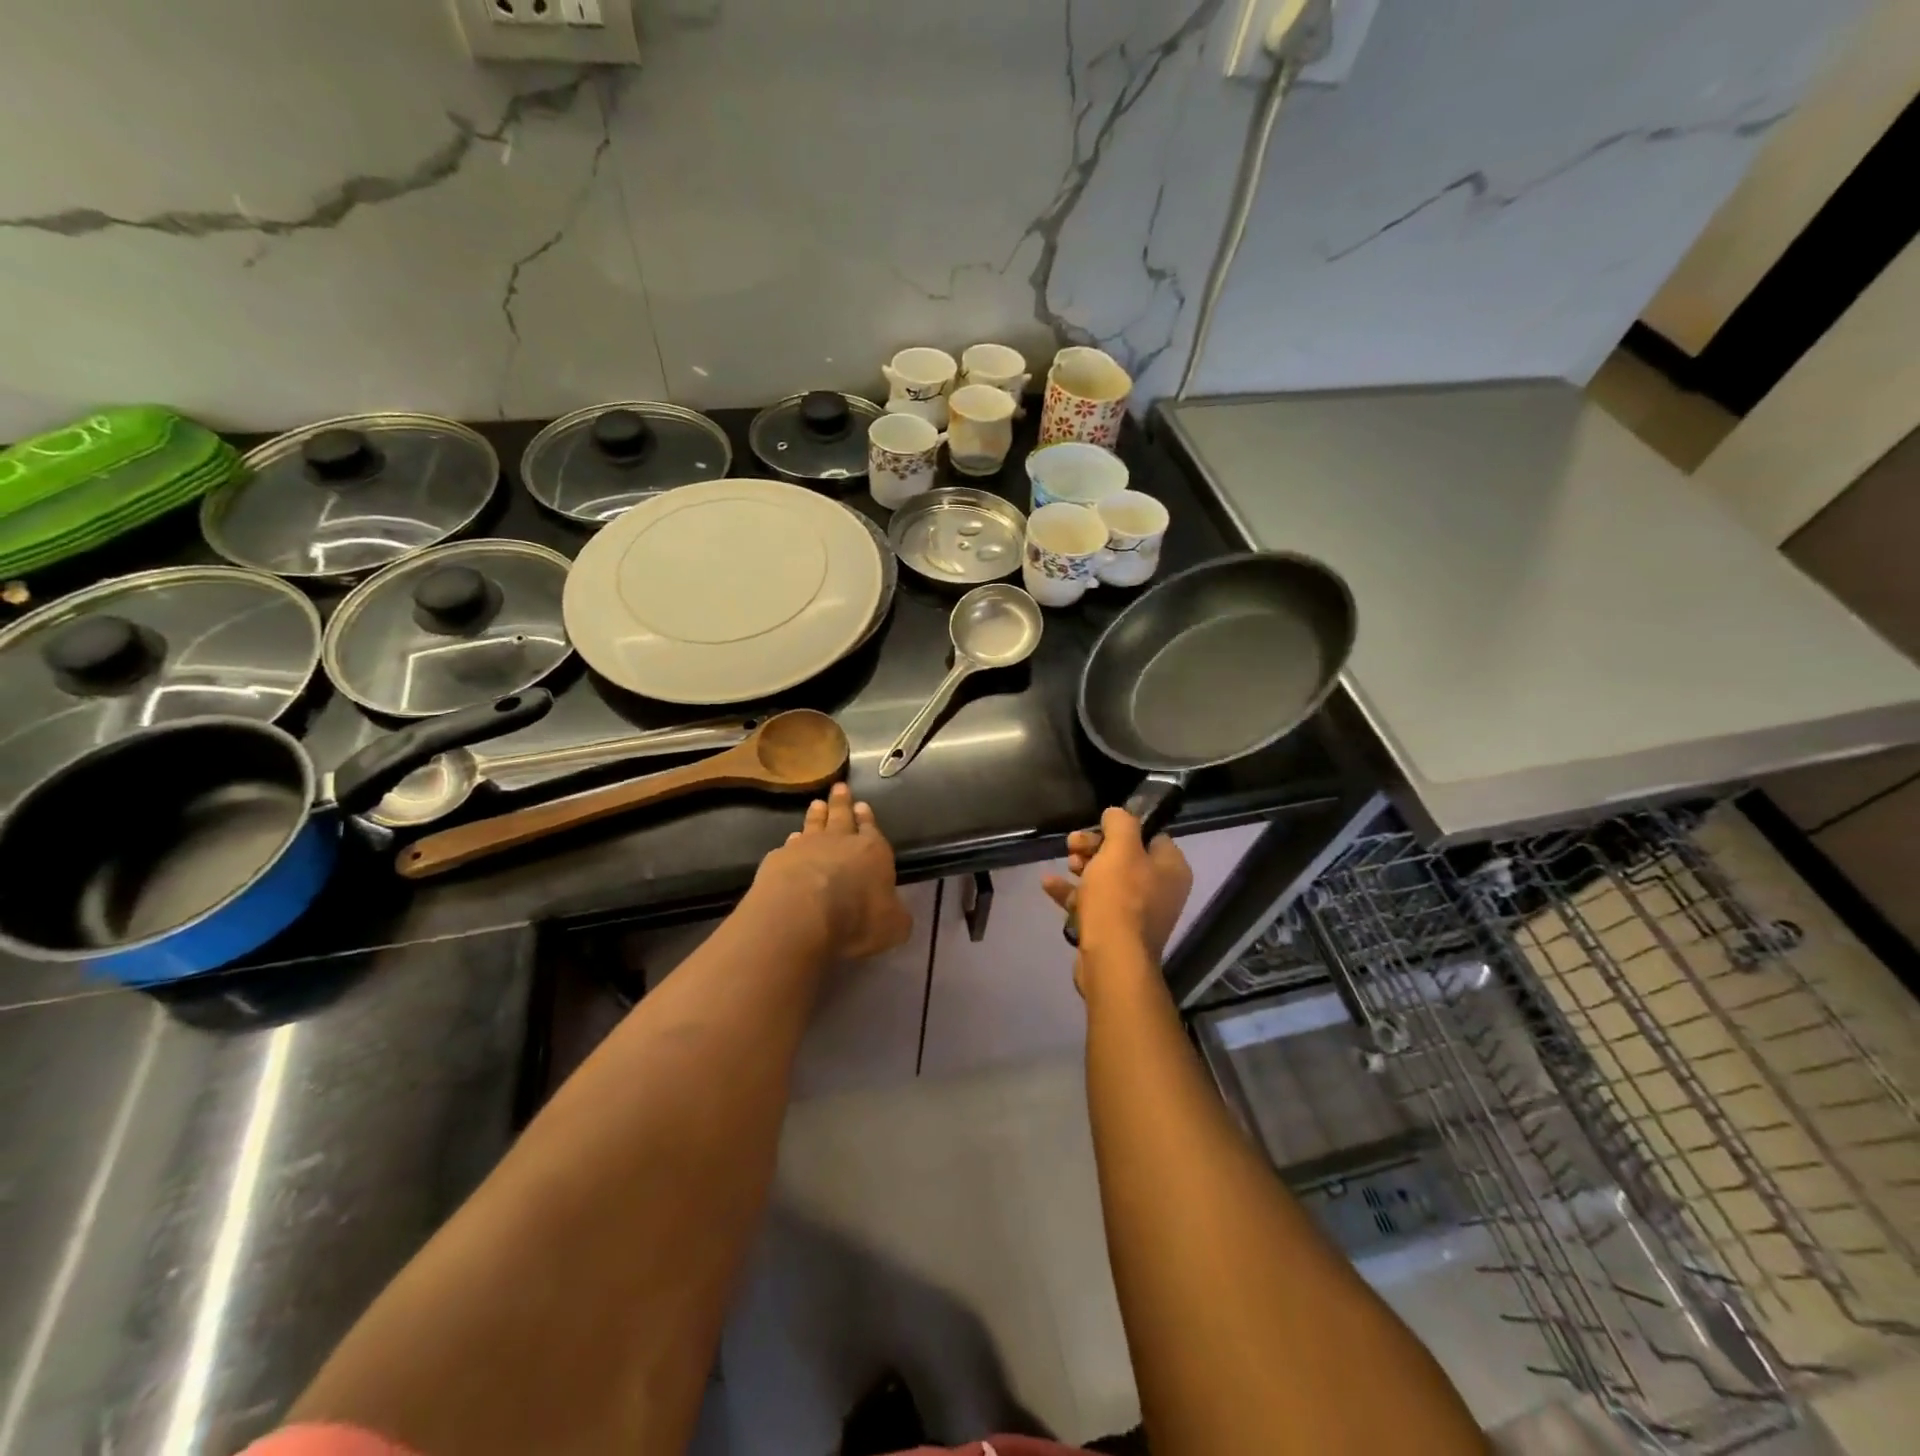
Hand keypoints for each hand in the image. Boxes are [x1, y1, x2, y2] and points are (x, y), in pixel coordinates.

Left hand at [754, 782, 912, 960]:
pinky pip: (789, 844)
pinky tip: (791, 839)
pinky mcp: (779, 858)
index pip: (872, 830)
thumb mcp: (892, 926)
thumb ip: (895, 914)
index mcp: (873, 852)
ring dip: (817, 814)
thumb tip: (896, 912)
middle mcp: (840, 842)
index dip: (868, 818)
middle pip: (842, 816)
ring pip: (814, 824)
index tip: (863, 805)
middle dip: (842, 802)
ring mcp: (806, 846)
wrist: (801, 915)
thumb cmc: (856, 919)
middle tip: (840, 787)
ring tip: (817, 803)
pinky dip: (792, 840)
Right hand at [1043, 808, 1192, 983]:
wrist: (1111, 961)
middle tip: (1073, 844)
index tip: (1097, 826)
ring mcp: (1138, 913)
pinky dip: (1073, 892)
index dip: (1121, 828)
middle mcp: (1161, 890)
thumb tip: (1117, 813)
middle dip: (1095, 846)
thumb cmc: (1120, 898)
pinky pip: (1094, 903)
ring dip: (1083, 866)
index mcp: (1171, 869)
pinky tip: (1048, 884)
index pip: (1151, 835)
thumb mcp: (1120, 849)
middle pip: (1125, 856)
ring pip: (1107, 879)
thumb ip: (1120, 823)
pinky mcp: (1115, 931)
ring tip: (1065, 861)